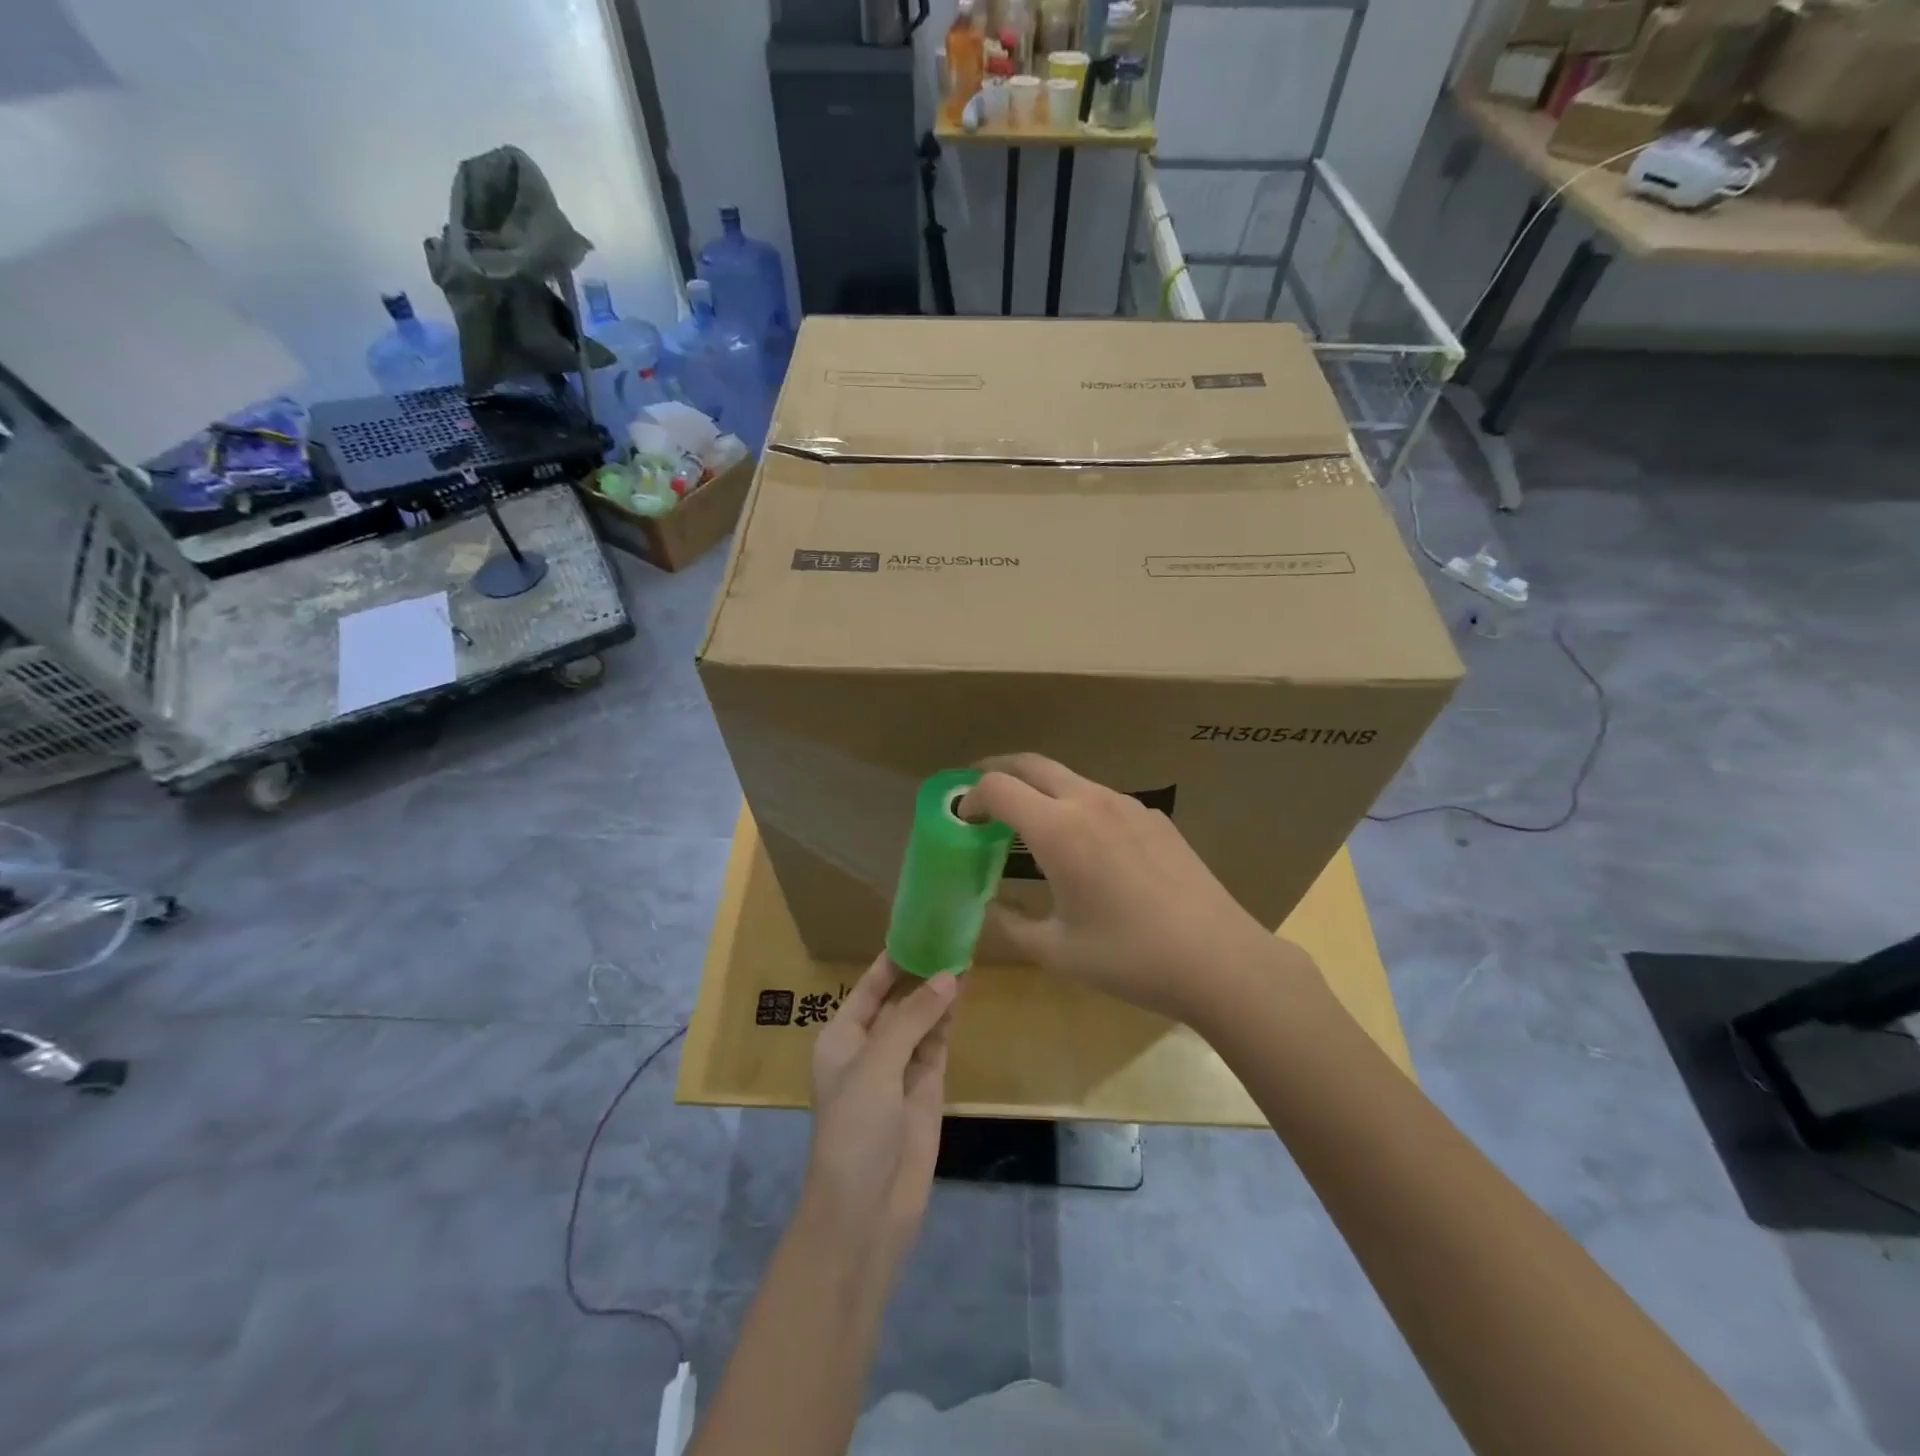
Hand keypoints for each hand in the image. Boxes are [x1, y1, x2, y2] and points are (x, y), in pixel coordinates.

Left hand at [805, 954, 958, 1252]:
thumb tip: (949, 975)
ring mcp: (900, 1068)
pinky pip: (937, 1043)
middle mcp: (870, 1047)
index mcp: (842, 1037)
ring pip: (922, 1019)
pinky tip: (964, 993)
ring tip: (965, 953)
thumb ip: (912, 1019)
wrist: (866, 1211)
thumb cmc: (855, 1129)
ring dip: (939, 992)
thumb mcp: (877, 1066)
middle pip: (898, 1000)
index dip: (892, 960)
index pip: (868, 987)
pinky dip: (949, 1019)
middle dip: (921, 972)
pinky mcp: (925, 1088)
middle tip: (952, 935)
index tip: (920, 928)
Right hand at [963, 753, 1309, 1024]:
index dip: (970, 796)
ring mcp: (1128, 805)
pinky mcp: (1155, 818)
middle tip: (983, 798)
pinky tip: (1088, 849)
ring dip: (1040, 790)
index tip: (963, 819)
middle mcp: (1090, 801)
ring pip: (1069, 778)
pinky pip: (1103, 799)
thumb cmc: (1129, 957)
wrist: (1218, 958)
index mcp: (1058, 829)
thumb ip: (1010, 924)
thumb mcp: (1056, 951)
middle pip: (1031, 763)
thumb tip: (989, 907)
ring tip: (1032, 826)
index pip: (997, 786)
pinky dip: (1077, 807)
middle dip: (999, 772)